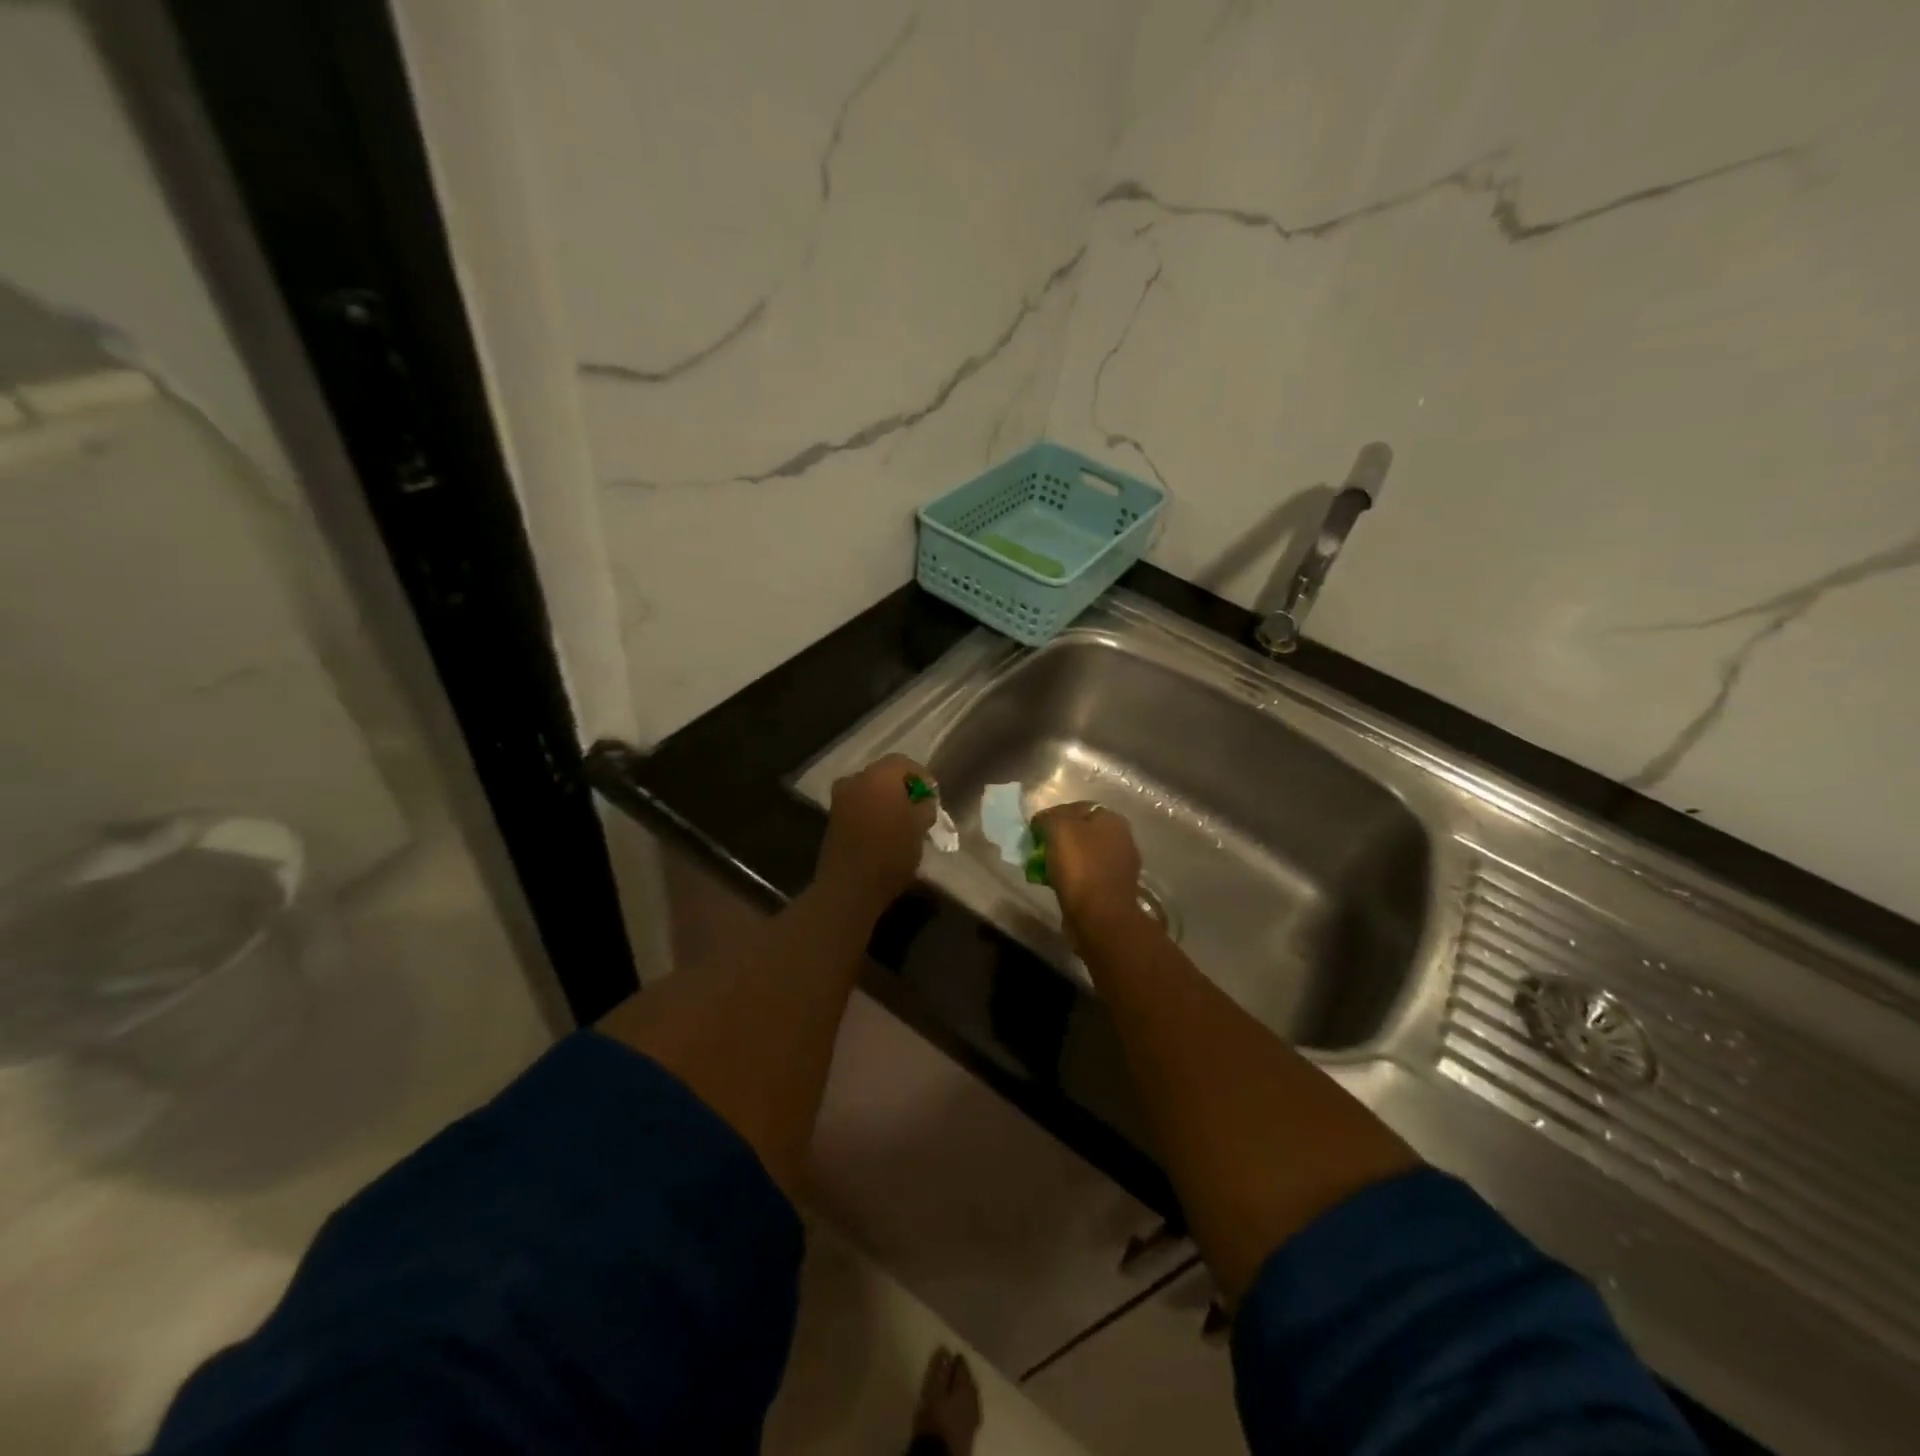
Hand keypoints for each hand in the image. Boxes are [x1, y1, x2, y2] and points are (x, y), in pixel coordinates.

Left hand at [814, 754, 937, 916]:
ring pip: (869, 790)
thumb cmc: (891, 852)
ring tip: (902, 821)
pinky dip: (871, 811)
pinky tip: (883, 831)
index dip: (922, 777)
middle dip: (902, 788)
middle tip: (918, 808)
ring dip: (885, 800)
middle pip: (884, 774)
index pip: (904, 763)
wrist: (850, 886)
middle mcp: (855, 779)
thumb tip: (923, 800)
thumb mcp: (920, 827)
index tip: (933, 797)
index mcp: (879, 775)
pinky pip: (858, 805)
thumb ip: (925, 806)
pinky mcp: (832, 818)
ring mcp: (840, 799)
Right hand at [1031, 801, 1142, 932]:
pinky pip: (1089, 876)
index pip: (1078, 808)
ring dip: (1066, 859)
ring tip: (1045, 869)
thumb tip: (1043, 820)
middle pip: (1083, 831)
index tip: (1035, 830)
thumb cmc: (1080, 867)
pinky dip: (1074, 878)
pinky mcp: (1115, 889)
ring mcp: (1121, 865)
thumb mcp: (1058, 829)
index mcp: (1112, 819)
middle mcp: (1122, 838)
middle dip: (1060, 839)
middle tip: (1039, 849)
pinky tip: (1059, 884)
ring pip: (1086, 855)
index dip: (1054, 815)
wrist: (1100, 917)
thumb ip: (1049, 818)